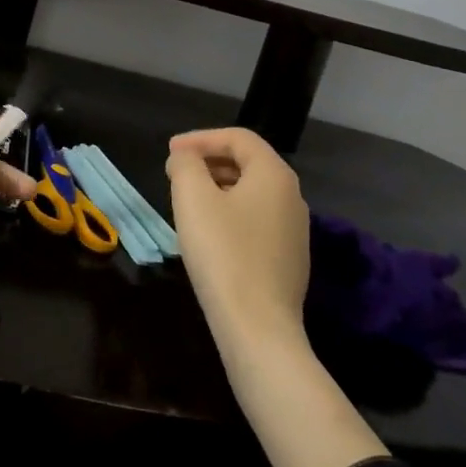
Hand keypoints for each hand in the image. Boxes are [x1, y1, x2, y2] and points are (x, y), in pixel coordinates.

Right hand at [166, 127, 310, 343]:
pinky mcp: (288, 260)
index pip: (239, 138)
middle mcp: (292, 197)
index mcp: (274, 175)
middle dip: (208, 161)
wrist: (258, 328)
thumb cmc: (223, 253)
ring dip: (217, 187)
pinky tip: (208, 233)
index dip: (201, 138)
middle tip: (176, 172)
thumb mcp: (193, 198)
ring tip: (186, 200)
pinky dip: (230, 213)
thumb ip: (186, 164)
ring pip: (251, 193)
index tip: (171, 152)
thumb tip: (185, 158)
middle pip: (248, 163)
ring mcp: (294, 231)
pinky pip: (256, 220)